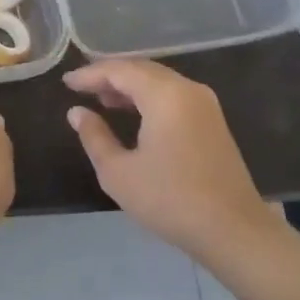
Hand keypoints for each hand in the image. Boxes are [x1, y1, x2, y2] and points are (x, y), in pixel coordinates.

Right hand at [65, 60, 280, 264]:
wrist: (233, 230)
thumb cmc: (170, 200)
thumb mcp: (119, 173)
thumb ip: (94, 136)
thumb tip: (77, 112)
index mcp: (165, 95)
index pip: (120, 70)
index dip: (90, 74)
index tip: (66, 82)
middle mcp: (187, 89)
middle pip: (142, 69)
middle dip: (110, 76)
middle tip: (81, 87)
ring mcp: (204, 103)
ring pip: (159, 81)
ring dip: (130, 86)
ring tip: (102, 100)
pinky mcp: (212, 120)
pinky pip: (173, 95)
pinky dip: (149, 97)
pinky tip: (134, 113)